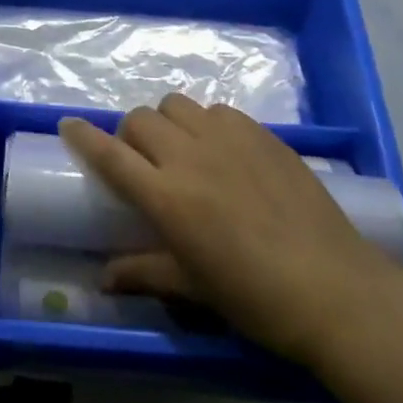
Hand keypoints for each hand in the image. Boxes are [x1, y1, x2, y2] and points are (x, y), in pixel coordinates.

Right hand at [60, 95, 401, 368]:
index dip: (84, 136)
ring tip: (183, 150)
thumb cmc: (256, 298)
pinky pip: (218, 110)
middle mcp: (190, 155)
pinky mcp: (261, 132)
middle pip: (140, 119)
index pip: (110, 155)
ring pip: (177, 104)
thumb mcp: (194, 290)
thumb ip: (145, 272)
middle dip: (131, 134)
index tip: (68, 125)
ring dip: (168, 122)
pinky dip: (208, 123)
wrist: (334, 288)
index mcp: (167, 197)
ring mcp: (228, 137)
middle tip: (143, 161)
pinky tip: (224, 151)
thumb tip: (104, 277)